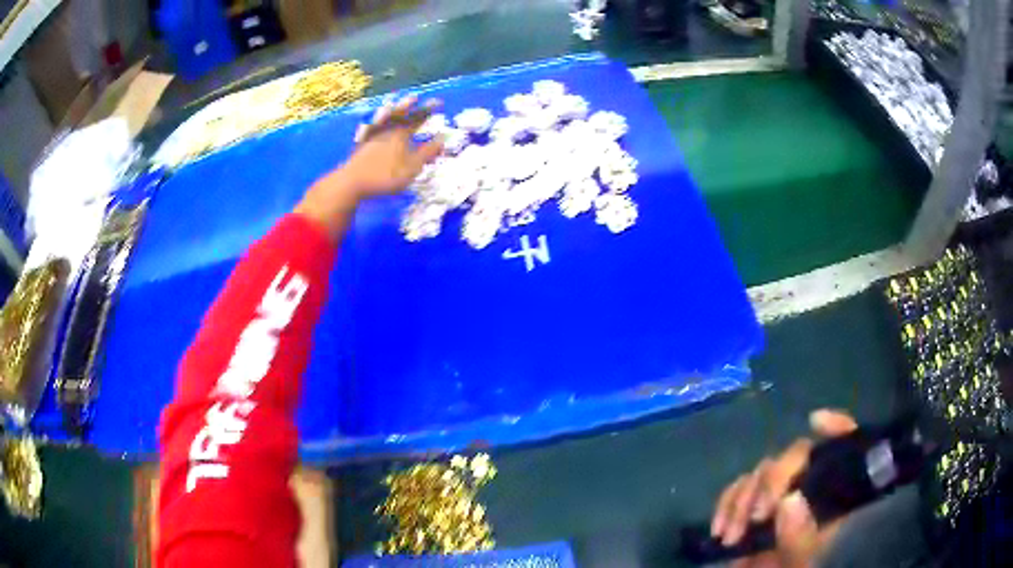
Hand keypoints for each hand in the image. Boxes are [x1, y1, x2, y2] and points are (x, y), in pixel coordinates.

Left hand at [295, 95, 443, 239]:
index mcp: (401, 133)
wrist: (352, 182)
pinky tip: (370, 126)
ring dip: (389, 111)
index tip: (438, 102)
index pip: (418, 117)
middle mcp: (387, 131)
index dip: (428, 110)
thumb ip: (428, 152)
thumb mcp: (413, 166)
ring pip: (382, 120)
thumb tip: (443, 137)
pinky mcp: (360, 146)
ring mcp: (372, 137)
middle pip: (399, 115)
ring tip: (391, 104)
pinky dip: (371, 126)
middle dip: (408, 106)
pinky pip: (368, 131)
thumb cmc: (386, 175)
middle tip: (414, 97)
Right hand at [710, 409, 857, 567]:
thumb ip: (799, 539)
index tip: (815, 422)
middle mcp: (807, 488)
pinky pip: (737, 488)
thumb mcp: (797, 563)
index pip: (844, 450)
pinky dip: (726, 503)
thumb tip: (789, 501)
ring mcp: (778, 496)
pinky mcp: (750, 506)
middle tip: (757, 516)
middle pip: (797, 454)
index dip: (837, 428)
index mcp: (830, 498)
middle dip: (774, 479)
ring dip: (743, 498)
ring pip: (764, 469)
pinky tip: (719, 527)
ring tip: (731, 534)